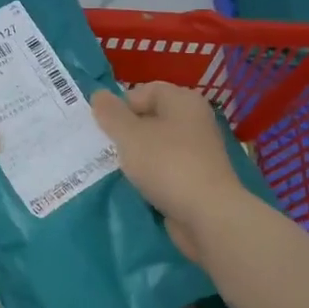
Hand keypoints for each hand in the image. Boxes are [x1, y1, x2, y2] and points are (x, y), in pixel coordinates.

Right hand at [92, 82, 247, 263]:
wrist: (209, 217)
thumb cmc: (167, 164)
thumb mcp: (129, 135)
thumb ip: (111, 113)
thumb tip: (98, 95)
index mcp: (183, 100)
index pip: (144, 91)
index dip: (120, 106)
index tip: (103, 127)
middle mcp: (194, 120)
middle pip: (150, 118)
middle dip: (126, 131)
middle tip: (105, 147)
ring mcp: (198, 151)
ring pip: (157, 145)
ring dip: (136, 155)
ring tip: (117, 168)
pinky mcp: (198, 178)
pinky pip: (166, 168)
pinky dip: (151, 175)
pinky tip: (136, 186)